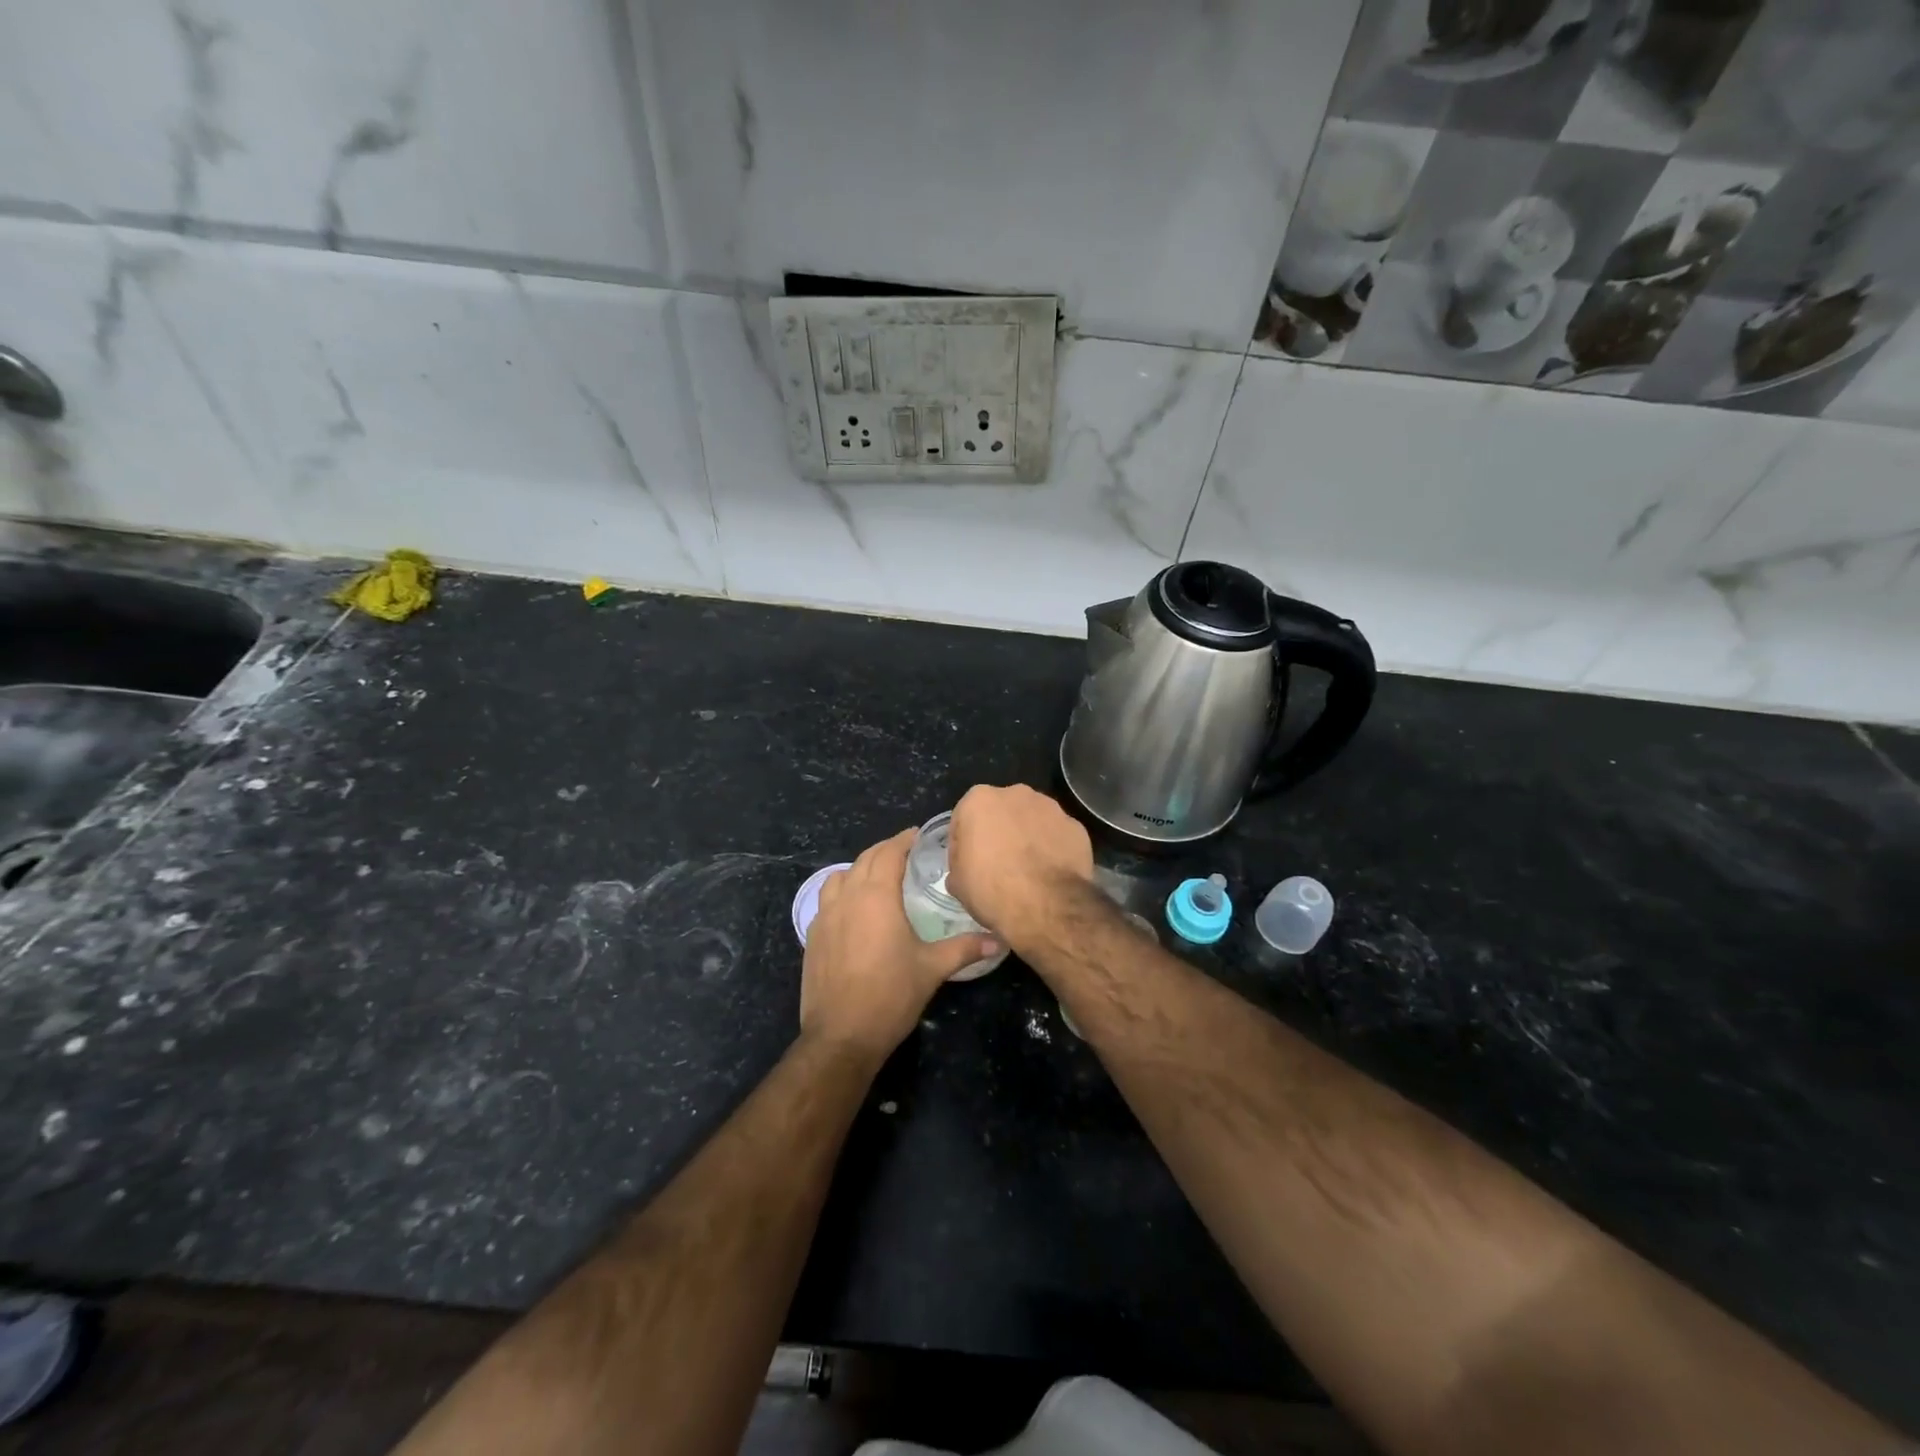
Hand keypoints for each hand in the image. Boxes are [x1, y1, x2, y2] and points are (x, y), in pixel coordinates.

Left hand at [800, 829, 998, 1061]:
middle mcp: (848, 897)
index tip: (918, 835)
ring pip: (840, 876)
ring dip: (860, 868)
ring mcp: (825, 916)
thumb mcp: (933, 969)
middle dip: (885, 850)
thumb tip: (1000, 940)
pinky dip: (842, 891)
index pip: (889, 853)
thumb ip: (966, 948)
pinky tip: (854, 908)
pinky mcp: (813, 936)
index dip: (904, 840)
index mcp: (877, 897)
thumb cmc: (890, 995)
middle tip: (905, 852)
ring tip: (877, 876)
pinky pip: (827, 899)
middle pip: (865, 859)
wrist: (841, 1036)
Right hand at [947, 785, 1092, 949]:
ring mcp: (1050, 808)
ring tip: (1028, 871)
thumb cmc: (992, 889)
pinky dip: (1053, 849)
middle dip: (998, 833)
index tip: (967, 866)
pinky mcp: (1076, 827)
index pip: (963, 819)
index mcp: (979, 800)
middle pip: (1001, 812)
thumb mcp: (958, 884)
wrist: (1046, 905)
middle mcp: (1016, 794)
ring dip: (1027, 838)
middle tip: (998, 866)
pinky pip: (1057, 836)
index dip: (963, 844)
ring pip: (1032, 820)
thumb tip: (966, 869)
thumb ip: (959, 865)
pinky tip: (1050, 873)